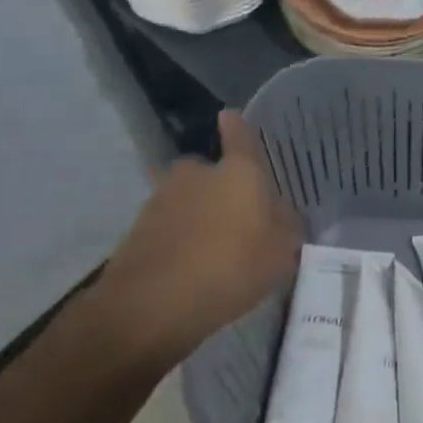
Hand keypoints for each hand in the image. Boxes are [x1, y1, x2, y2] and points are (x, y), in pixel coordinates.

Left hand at [92, 111, 301, 369]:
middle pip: (208, 170)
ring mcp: (161, 198)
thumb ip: (286, 225)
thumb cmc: (231, 266)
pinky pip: (167, 226)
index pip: (240, 135)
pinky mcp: (136, 229)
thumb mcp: (281, 252)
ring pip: (185, 198)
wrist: (151, 305)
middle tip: (232, 216)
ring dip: (195, 214)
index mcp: (238, 170)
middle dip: (217, 186)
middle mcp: (197, 173)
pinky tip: (187, 267)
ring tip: (209, 249)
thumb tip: (281, 213)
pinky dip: (176, 238)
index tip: (231, 117)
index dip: (237, 127)